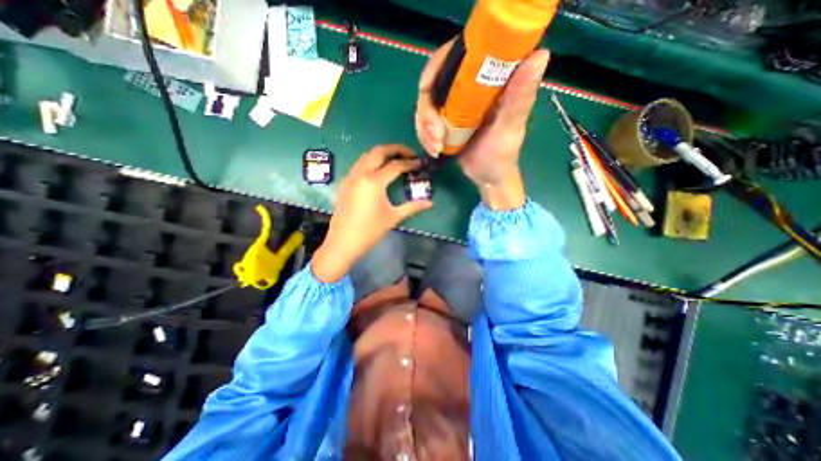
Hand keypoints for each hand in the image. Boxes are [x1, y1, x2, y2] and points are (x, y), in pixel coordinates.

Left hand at [312, 145, 432, 282]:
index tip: (420, 164)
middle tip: (409, 154)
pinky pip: (358, 164)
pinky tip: (378, 171)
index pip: (395, 165)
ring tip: (395, 159)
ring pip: (366, 155)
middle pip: (379, 151)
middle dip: (395, 149)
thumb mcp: (393, 217)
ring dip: (382, 153)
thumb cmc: (370, 231)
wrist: (343, 242)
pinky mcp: (344, 183)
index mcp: (374, 182)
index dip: (410, 163)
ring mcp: (350, 177)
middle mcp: (361, 174)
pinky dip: (371, 161)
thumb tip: (430, 203)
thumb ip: (412, 207)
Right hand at [417, 42, 550, 210]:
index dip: (436, 66)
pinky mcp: (445, 121)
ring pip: (426, 105)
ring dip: (424, 128)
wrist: (487, 176)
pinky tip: (434, 149)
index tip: (426, 88)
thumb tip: (540, 54)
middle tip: (435, 135)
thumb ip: (520, 97)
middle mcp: (468, 88)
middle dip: (427, 111)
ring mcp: (454, 105)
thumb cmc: (501, 155)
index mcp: (488, 80)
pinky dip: (425, 136)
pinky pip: (425, 122)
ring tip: (436, 148)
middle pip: (433, 83)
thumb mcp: (510, 128)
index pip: (457, 55)